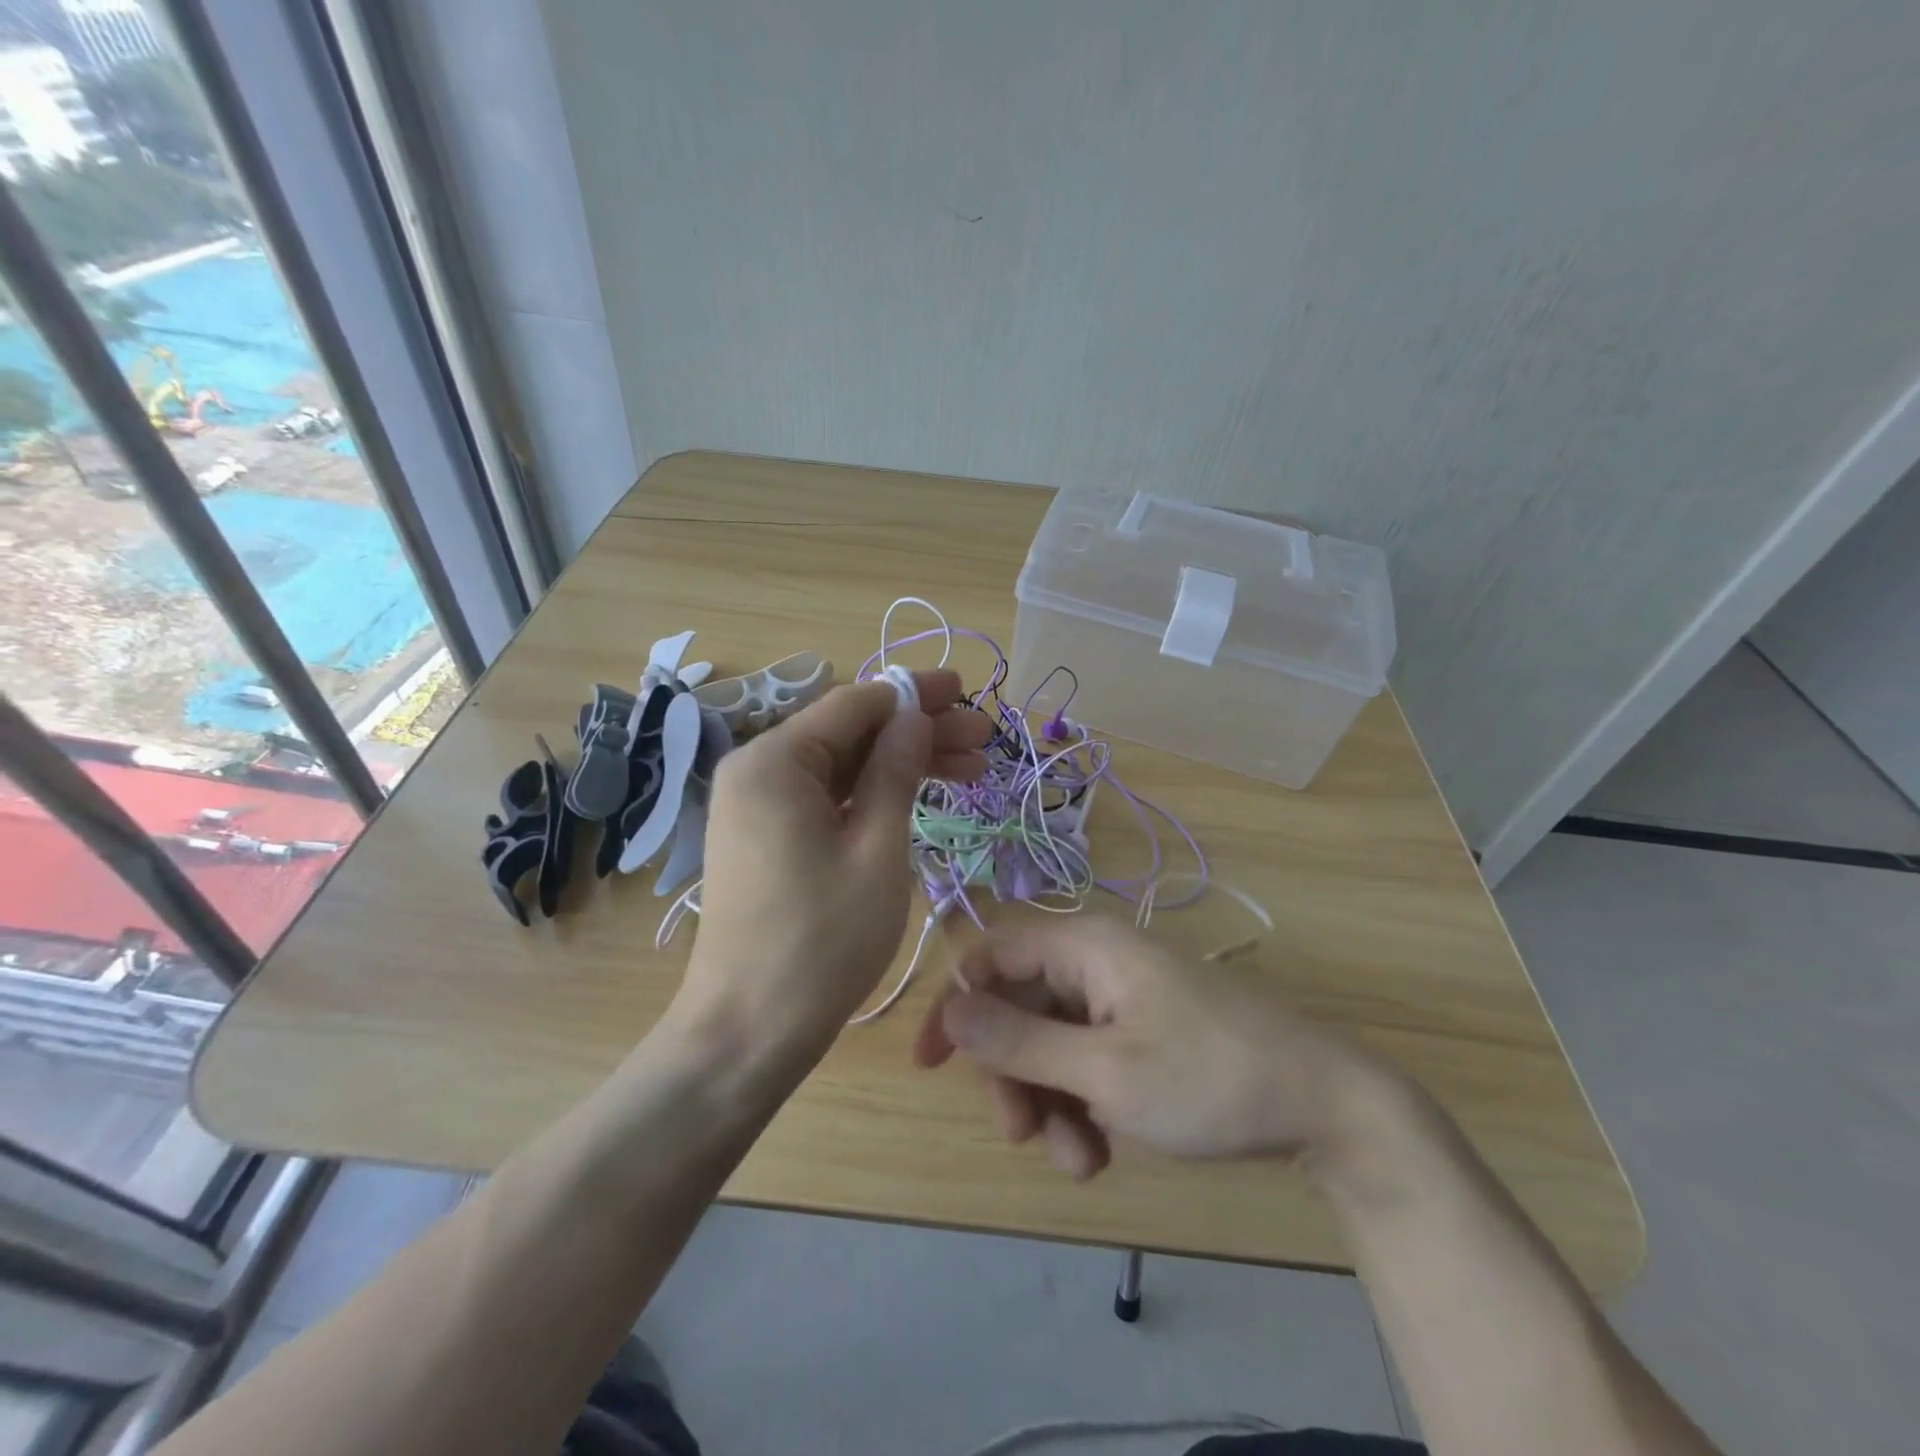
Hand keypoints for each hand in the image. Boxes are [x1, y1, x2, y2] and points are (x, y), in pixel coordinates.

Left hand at [671, 670, 989, 1069]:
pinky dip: (871, 795)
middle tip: (981, 741)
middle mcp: (757, 770)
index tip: (966, 693)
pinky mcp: (766, 836)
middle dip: (917, 733)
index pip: (854, 704)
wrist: (748, 1031)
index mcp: (775, 761)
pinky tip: (919, 798)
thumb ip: (896, 773)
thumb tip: (915, 717)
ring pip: (841, 766)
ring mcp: (758, 805)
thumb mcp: (876, 850)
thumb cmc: (821, 941)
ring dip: (901, 764)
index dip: (914, 696)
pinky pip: (825, 797)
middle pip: (849, 733)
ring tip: (969, 771)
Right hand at [913, 917, 1401, 1180]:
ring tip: (1081, 1160)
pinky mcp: (1142, 1030)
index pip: (992, 955)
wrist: (1324, 1105)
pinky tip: (1102, 1150)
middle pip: (1020, 1008)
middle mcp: (1097, 961)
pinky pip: (1086, 1058)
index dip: (956, 1004)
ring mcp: (1121, 998)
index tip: (930, 1065)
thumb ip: (1018, 1041)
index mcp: (1085, 946)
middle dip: (1014, 1076)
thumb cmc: (1208, 1077)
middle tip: (1025, 1136)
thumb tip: (950, 1011)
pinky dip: (1082, 1103)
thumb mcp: (1103, 1070)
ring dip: (1051, 1102)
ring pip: (1051, 1043)